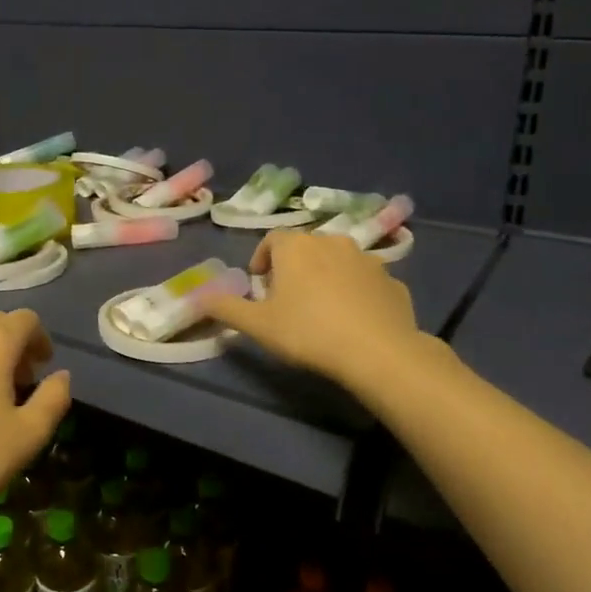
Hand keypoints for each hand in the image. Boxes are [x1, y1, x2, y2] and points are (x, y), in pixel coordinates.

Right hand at [197, 230, 421, 386]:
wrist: (378, 351)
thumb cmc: (308, 332)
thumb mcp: (257, 325)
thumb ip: (225, 308)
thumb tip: (197, 296)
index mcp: (296, 247)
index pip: (272, 240)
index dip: (262, 259)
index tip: (259, 284)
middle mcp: (332, 241)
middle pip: (306, 248)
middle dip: (294, 267)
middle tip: (286, 299)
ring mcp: (368, 259)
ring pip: (338, 261)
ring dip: (326, 276)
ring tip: (320, 309)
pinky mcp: (393, 281)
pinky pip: (366, 281)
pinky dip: (356, 292)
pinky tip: (352, 320)